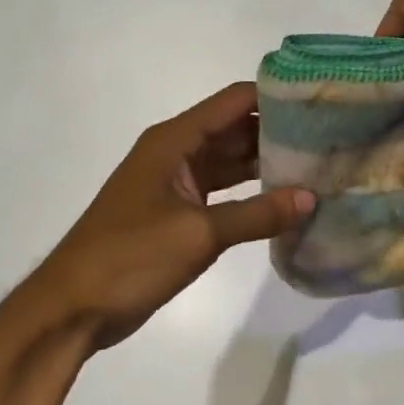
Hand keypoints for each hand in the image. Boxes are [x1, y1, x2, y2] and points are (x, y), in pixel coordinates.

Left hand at [0, 82, 313, 352]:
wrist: (73, 308)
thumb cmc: (129, 258)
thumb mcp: (199, 233)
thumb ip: (258, 215)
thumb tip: (311, 198)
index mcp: (174, 141)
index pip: (233, 102)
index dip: (275, 96)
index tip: (319, 100)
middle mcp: (176, 152)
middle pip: (235, 129)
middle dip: (279, 130)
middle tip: (330, 136)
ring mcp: (176, 183)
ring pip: (231, 161)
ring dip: (268, 163)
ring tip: (318, 164)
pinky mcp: (178, 212)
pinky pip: (224, 191)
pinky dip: (252, 193)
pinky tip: (286, 199)